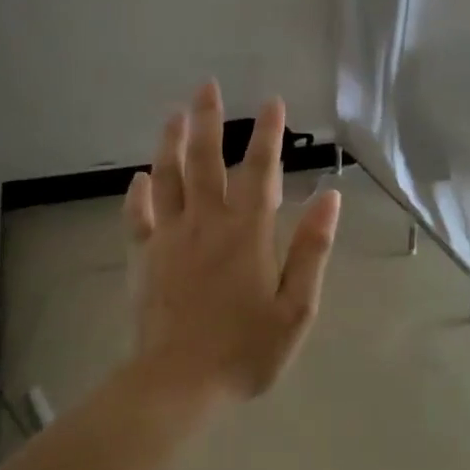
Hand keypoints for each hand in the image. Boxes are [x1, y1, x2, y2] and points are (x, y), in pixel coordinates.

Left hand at [121, 82, 340, 406]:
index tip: (272, 102)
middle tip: (207, 86)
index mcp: (248, 233)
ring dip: (171, 142)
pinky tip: (140, 177)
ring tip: (174, 113)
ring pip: (169, 178)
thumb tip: (331, 198)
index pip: (261, 171)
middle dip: (209, 120)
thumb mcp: (296, 307)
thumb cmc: (245, 349)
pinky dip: (139, 194)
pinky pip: (139, 217)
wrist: (177, 383)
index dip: (268, 134)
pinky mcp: (144, 259)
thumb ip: (312, 249)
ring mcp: (170, 239)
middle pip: (206, 161)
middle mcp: (207, 223)